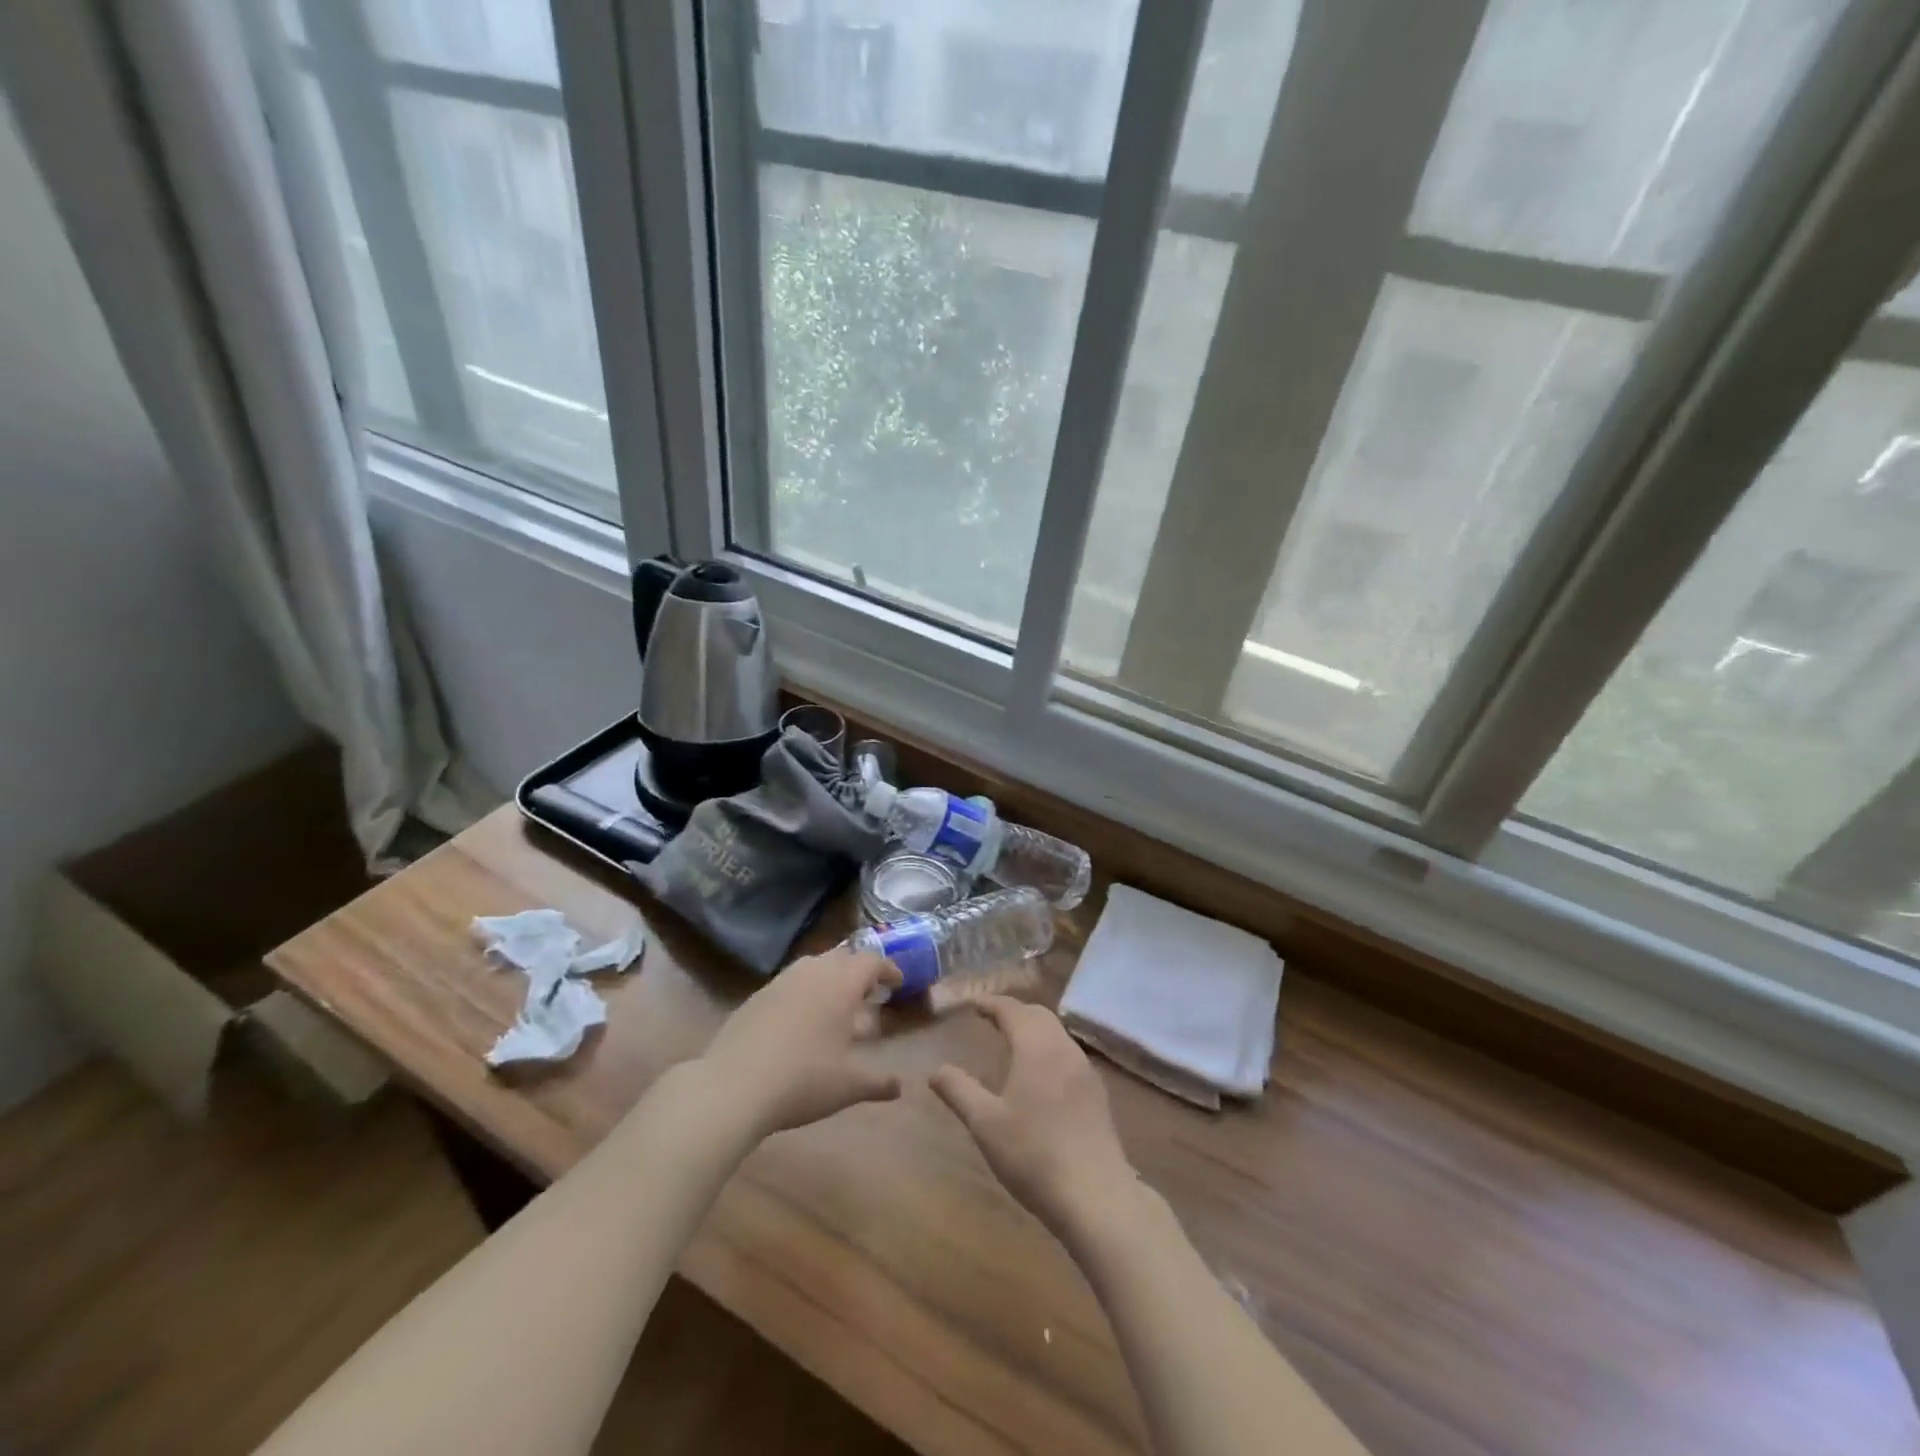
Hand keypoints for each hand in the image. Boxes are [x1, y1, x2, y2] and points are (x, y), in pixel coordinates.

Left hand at [700, 947, 903, 1137]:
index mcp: (841, 984)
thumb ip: (878, 1082)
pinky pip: (789, 982)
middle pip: (842, 956)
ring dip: (829, 977)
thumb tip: (899, 1086)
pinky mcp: (756, 996)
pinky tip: (799, 1021)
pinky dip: (803, 991)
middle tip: (867, 993)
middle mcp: (812, 972)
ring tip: (835, 1004)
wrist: (733, 1086)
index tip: (897, 983)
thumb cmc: (803, 1080)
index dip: (888, 969)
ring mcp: (780, 981)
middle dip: (858, 970)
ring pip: (813, 965)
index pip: (871, 961)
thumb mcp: (849, 1086)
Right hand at [930, 996, 1137, 1239]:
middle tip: (992, 1018)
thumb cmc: (1033, 1154)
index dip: (992, 1004)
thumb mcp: (985, 1123)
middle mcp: (1064, 1050)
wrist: (1095, 1196)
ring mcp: (1085, 1072)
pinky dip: (1049, 1050)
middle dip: (1015, 1012)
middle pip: (1039, 1016)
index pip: (1013, 1011)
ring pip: (1057, 1035)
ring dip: (1034, 1030)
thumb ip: (959, 1091)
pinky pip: (1068, 1056)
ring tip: (1013, 1042)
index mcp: (1036, 1047)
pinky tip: (1041, 1075)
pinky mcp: (1097, 1095)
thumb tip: (935, 1070)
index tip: (975, 1004)